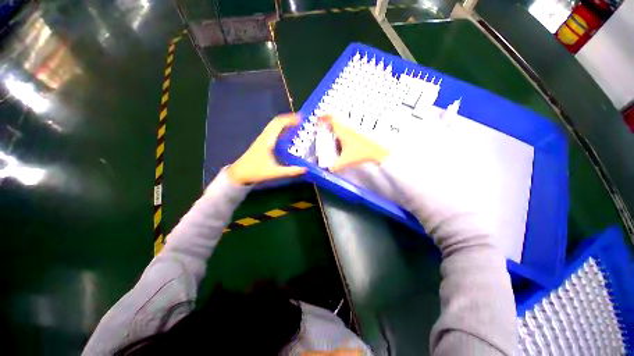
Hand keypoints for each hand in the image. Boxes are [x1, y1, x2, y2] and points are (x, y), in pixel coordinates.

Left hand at [228, 114, 306, 184]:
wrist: (239, 174)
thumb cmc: (255, 172)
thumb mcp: (274, 173)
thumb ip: (290, 171)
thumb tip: (305, 169)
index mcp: (267, 141)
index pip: (279, 124)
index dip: (290, 119)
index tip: (301, 118)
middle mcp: (264, 137)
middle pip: (276, 122)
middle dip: (288, 119)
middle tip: (301, 120)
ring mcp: (262, 139)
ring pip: (273, 125)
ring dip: (284, 122)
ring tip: (296, 125)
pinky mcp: (261, 142)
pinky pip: (272, 131)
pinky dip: (280, 128)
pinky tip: (286, 134)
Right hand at [320, 115, 388, 171]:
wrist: (380, 151)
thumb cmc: (362, 153)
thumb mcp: (346, 161)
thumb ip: (335, 166)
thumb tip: (329, 169)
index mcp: (343, 130)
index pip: (331, 118)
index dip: (323, 117)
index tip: (318, 119)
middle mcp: (349, 127)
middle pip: (336, 120)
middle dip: (329, 123)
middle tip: (324, 129)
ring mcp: (356, 128)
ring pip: (343, 124)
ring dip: (337, 128)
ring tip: (333, 136)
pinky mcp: (361, 131)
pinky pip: (349, 128)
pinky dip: (344, 132)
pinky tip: (344, 142)